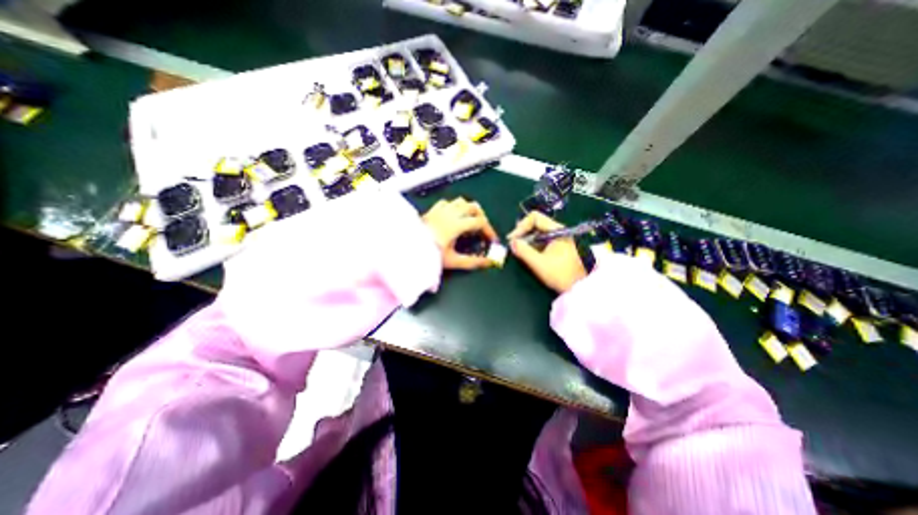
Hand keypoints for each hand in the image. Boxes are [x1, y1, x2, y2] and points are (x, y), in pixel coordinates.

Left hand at [424, 195, 497, 268]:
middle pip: (473, 207)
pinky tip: (453, 216)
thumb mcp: (453, 260)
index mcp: (457, 225)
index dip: (489, 230)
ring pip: (461, 201)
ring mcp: (441, 210)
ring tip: (469, 221)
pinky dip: (454, 207)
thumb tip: (488, 263)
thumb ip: (473, 261)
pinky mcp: (432, 210)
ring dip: (469, 209)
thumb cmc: (431, 254)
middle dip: (482, 217)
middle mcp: (451, 213)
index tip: (492, 240)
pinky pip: (447, 202)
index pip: (480, 222)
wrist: (407, 248)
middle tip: (482, 229)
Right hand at [509, 211, 586, 294]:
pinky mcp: (561, 247)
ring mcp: (561, 239)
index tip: (513, 240)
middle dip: (523, 234)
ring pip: (539, 233)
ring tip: (520, 253)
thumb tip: (511, 242)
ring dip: (528, 241)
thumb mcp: (539, 263)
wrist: (581, 289)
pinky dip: (534, 246)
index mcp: (557, 230)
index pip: (535, 217)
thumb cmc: (560, 274)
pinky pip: (543, 241)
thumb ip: (523, 251)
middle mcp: (559, 231)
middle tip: (514, 246)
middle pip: (536, 224)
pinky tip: (530, 256)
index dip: (521, 226)